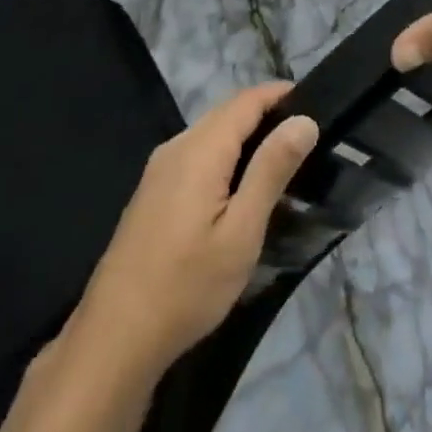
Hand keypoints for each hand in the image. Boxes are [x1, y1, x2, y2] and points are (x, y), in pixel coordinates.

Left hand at [75, 84, 317, 374]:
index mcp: (200, 148)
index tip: (316, 104)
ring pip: (211, 134)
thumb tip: (303, 121)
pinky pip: (196, 155)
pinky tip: (240, 188)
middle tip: (306, 139)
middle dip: (266, 115)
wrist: (115, 336)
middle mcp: (177, 146)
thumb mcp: (241, 232)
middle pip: (227, 113)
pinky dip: (225, 156)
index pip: (247, 100)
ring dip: (245, 137)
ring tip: (281, 163)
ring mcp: (159, 168)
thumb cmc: (187, 285)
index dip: (280, 94)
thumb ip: (271, 170)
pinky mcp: (152, 191)